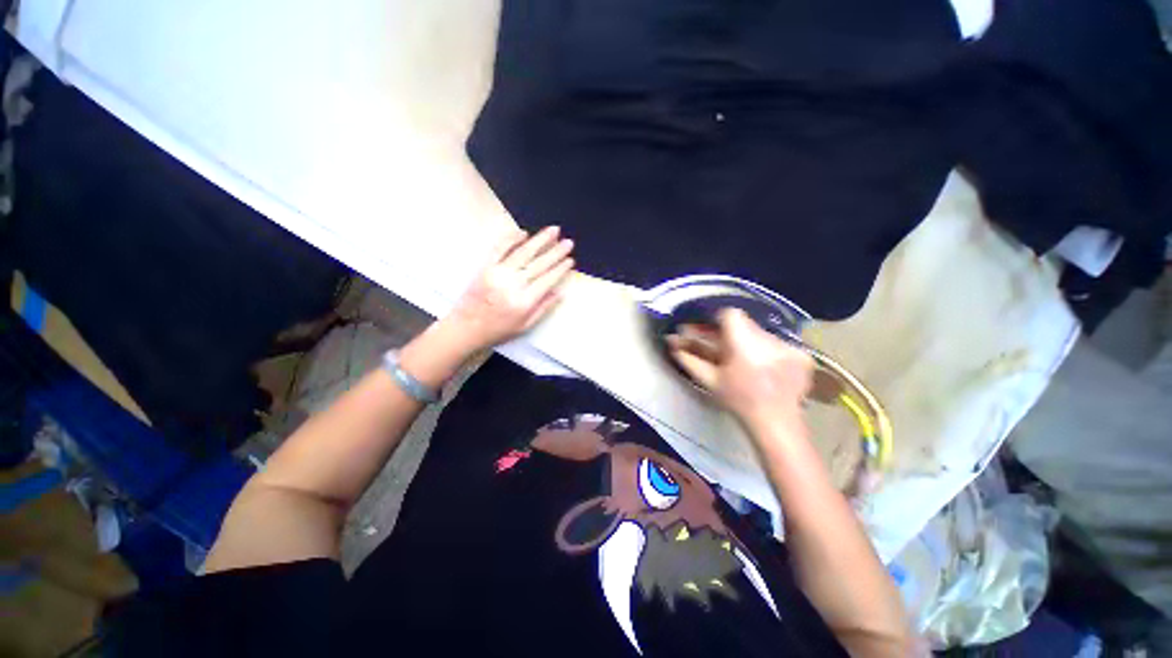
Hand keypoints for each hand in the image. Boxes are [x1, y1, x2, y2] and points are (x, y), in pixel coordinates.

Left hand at [440, 226, 574, 352]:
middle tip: (569, 242)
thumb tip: (561, 292)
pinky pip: (499, 248)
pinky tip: (524, 232)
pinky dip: (512, 238)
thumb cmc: (499, 330)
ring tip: (554, 230)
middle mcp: (513, 285)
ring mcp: (498, 273)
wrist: (466, 327)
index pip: (547, 280)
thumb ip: (543, 308)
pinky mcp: (485, 267)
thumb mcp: (525, 325)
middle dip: (556, 252)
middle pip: (539, 264)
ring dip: (540, 240)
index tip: (571, 260)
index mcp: (524, 301)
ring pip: (523, 252)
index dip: (561, 269)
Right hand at [668, 309, 812, 438]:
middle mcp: (768, 339)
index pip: (729, 314)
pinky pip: (777, 344)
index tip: (710, 333)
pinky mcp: (801, 355)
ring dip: (747, 341)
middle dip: (729, 332)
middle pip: (744, 323)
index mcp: (743, 344)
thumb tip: (672, 342)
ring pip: (760, 333)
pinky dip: (767, 351)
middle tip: (720, 346)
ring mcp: (788, 346)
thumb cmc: (737, 401)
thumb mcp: (709, 380)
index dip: (717, 321)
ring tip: (742, 360)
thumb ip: (689, 358)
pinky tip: (762, 367)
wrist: (776, 424)